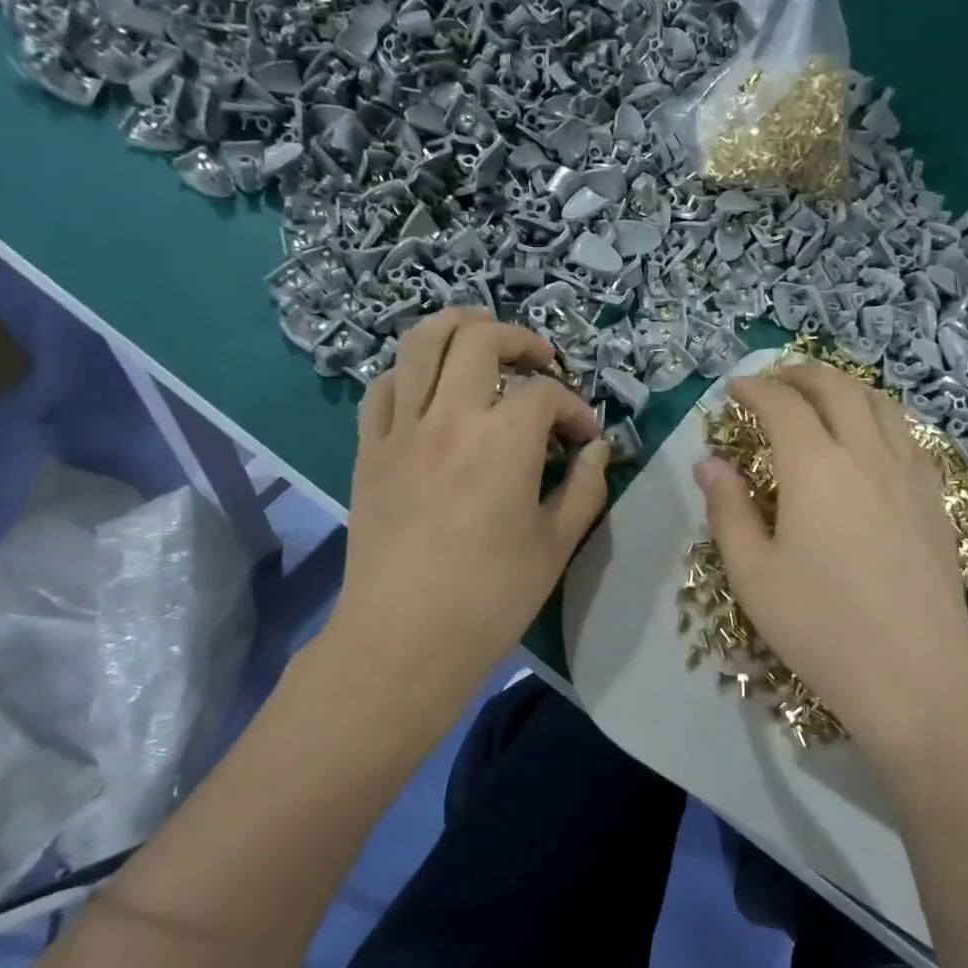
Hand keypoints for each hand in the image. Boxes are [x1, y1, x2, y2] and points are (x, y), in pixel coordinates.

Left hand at [319, 308, 609, 727]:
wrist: (403, 639)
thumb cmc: (491, 597)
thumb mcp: (556, 545)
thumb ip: (585, 489)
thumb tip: (598, 452)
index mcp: (505, 439)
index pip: (546, 394)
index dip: (574, 408)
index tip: (584, 437)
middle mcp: (451, 416)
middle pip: (479, 339)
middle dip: (519, 339)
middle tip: (541, 362)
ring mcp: (402, 429)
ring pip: (420, 343)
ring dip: (457, 327)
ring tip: (481, 339)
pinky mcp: (369, 450)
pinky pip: (383, 388)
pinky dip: (410, 373)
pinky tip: (429, 390)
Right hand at [694, 362, 967, 760]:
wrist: (917, 675)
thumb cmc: (821, 626)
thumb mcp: (753, 574)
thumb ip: (728, 510)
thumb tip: (709, 464)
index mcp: (816, 467)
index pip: (782, 405)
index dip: (754, 389)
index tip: (734, 390)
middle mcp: (866, 454)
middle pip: (837, 389)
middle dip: (801, 374)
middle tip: (775, 380)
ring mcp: (909, 473)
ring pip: (880, 404)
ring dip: (846, 387)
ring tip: (823, 396)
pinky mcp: (935, 498)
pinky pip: (908, 434)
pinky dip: (880, 416)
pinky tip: (872, 439)